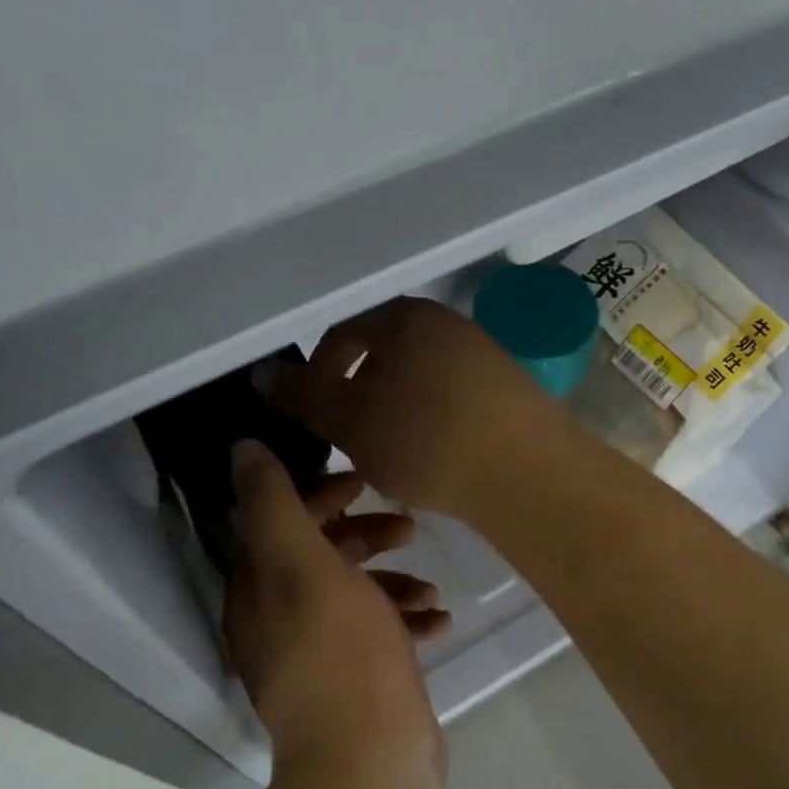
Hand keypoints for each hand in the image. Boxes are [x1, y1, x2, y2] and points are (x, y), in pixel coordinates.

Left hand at [224, 439, 448, 788]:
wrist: (371, 764)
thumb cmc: (342, 653)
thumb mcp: (304, 565)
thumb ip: (273, 504)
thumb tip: (241, 448)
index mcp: (259, 588)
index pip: (279, 519)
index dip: (320, 493)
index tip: (365, 481)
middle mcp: (278, 619)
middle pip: (319, 554)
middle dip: (364, 535)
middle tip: (409, 528)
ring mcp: (317, 654)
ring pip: (353, 595)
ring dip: (392, 581)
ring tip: (431, 588)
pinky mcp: (354, 681)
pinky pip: (378, 634)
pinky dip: (405, 622)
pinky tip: (439, 622)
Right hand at [255, 297, 562, 519]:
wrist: (525, 471)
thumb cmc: (424, 439)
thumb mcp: (350, 421)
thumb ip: (303, 396)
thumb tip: (263, 372)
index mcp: (403, 317)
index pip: (343, 333)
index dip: (318, 373)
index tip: (313, 417)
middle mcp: (446, 323)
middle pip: (384, 354)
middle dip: (359, 394)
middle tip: (349, 439)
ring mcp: (484, 354)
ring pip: (419, 378)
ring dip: (395, 409)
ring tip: (391, 453)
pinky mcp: (511, 389)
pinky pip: (454, 397)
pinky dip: (433, 420)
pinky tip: (436, 455)